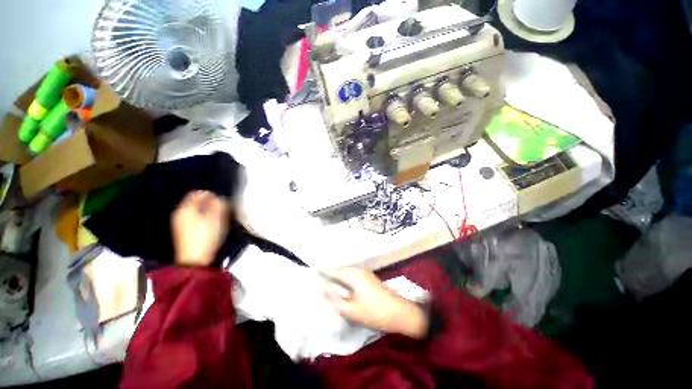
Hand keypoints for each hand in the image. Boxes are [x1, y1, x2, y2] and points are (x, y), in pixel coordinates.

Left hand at [171, 191, 229, 266]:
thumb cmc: (206, 236)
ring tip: (219, 218)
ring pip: (196, 211)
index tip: (222, 201)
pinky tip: (212, 226)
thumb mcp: (216, 218)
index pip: (198, 194)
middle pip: (196, 202)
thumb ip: (219, 204)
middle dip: (210, 204)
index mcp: (186, 209)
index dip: (211, 195)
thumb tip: (219, 197)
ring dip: (208, 212)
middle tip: (223, 210)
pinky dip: (204, 219)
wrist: (195, 259)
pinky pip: (195, 219)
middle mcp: (180, 214)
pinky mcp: (183, 232)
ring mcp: (180, 224)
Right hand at [320, 267, 428, 338]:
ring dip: (336, 274)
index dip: (322, 270)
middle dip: (328, 271)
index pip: (333, 270)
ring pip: (345, 271)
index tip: (312, 269)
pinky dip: (343, 277)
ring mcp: (364, 272)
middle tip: (316, 273)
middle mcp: (358, 270)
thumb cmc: (375, 312)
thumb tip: (321, 287)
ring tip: (325, 278)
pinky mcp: (368, 277)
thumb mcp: (351, 309)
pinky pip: (351, 274)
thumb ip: (334, 298)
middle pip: (339, 268)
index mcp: (354, 275)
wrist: (400, 312)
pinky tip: (339, 284)